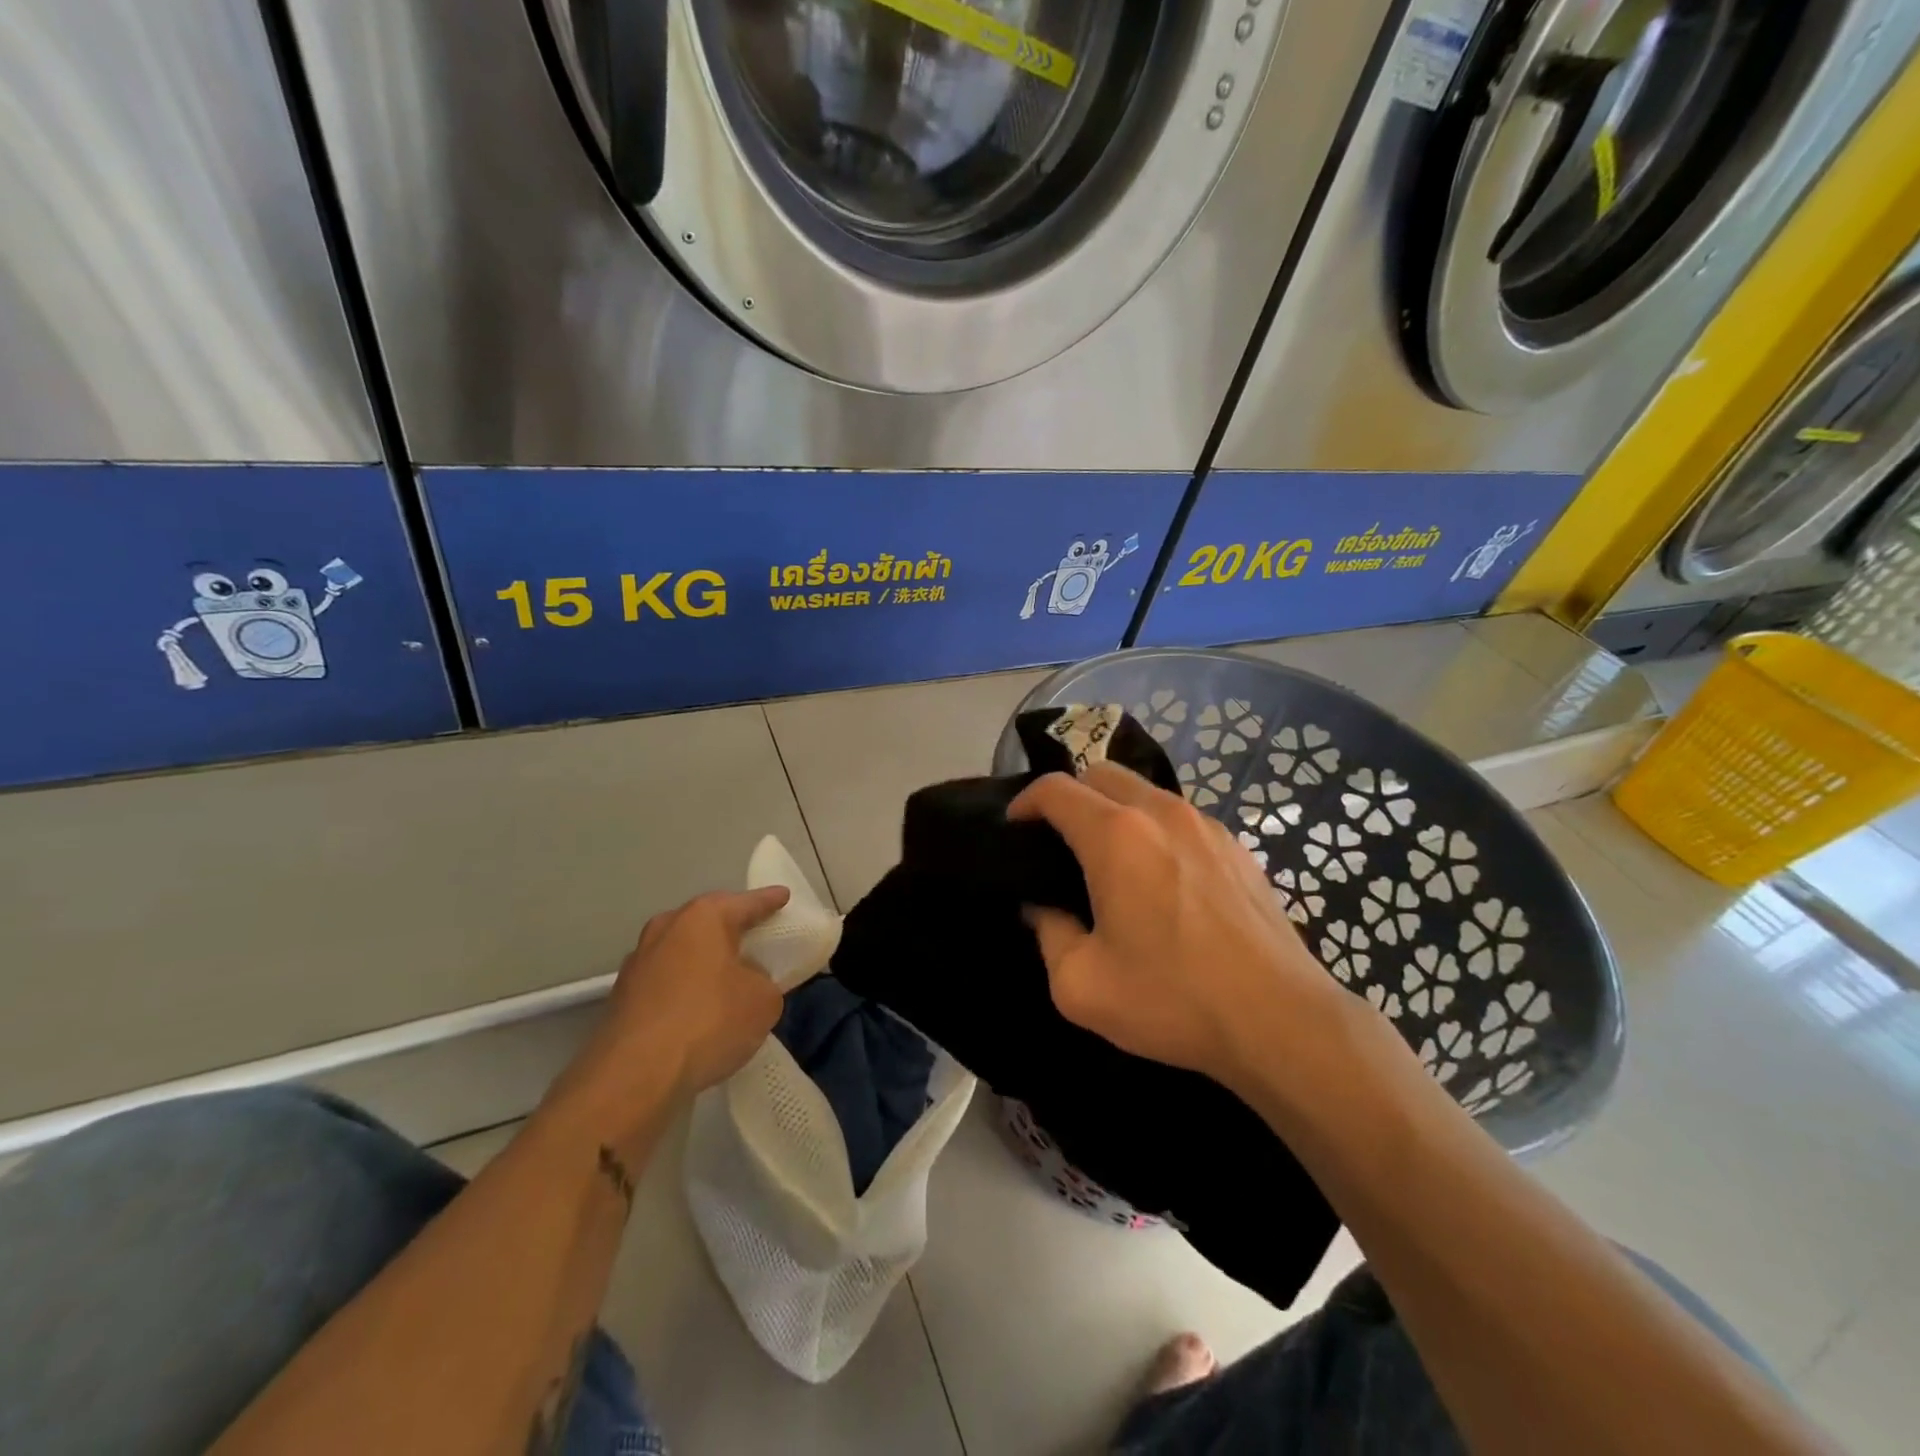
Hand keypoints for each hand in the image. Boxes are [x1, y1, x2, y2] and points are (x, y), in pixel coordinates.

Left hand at [568, 887, 790, 1112]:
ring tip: (726, 977)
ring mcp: (638, 962)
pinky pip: (666, 982)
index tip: (783, 896)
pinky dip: (684, 989)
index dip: (769, 901)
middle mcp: (666, 928)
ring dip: (703, 961)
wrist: (635, 1074)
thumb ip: (763, 981)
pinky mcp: (622, 997)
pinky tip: (698, 1010)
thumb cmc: (709, 1020)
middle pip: (708, 922)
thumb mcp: (763, 1000)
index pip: (747, 903)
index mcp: (703, 917)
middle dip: (730, 929)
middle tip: (754, 936)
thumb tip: (747, 982)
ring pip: (682, 952)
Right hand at [1009, 764, 1342, 1088]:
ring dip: (1114, 809)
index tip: (1015, 829)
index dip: (1025, 801)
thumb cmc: (1173, 1000)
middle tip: (1058, 842)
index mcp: (1115, 836)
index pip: (1056, 789)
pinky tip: (1161, 878)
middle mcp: (1160, 813)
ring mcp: (1205, 824)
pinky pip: (1180, 816)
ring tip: (1110, 860)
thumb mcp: (1081, 984)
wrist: (1279, 1020)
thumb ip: (1048, 933)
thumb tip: (1044, 907)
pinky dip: (1154, 828)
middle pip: (1100, 773)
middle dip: (1070, 796)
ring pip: (1144, 791)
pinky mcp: (1237, 845)